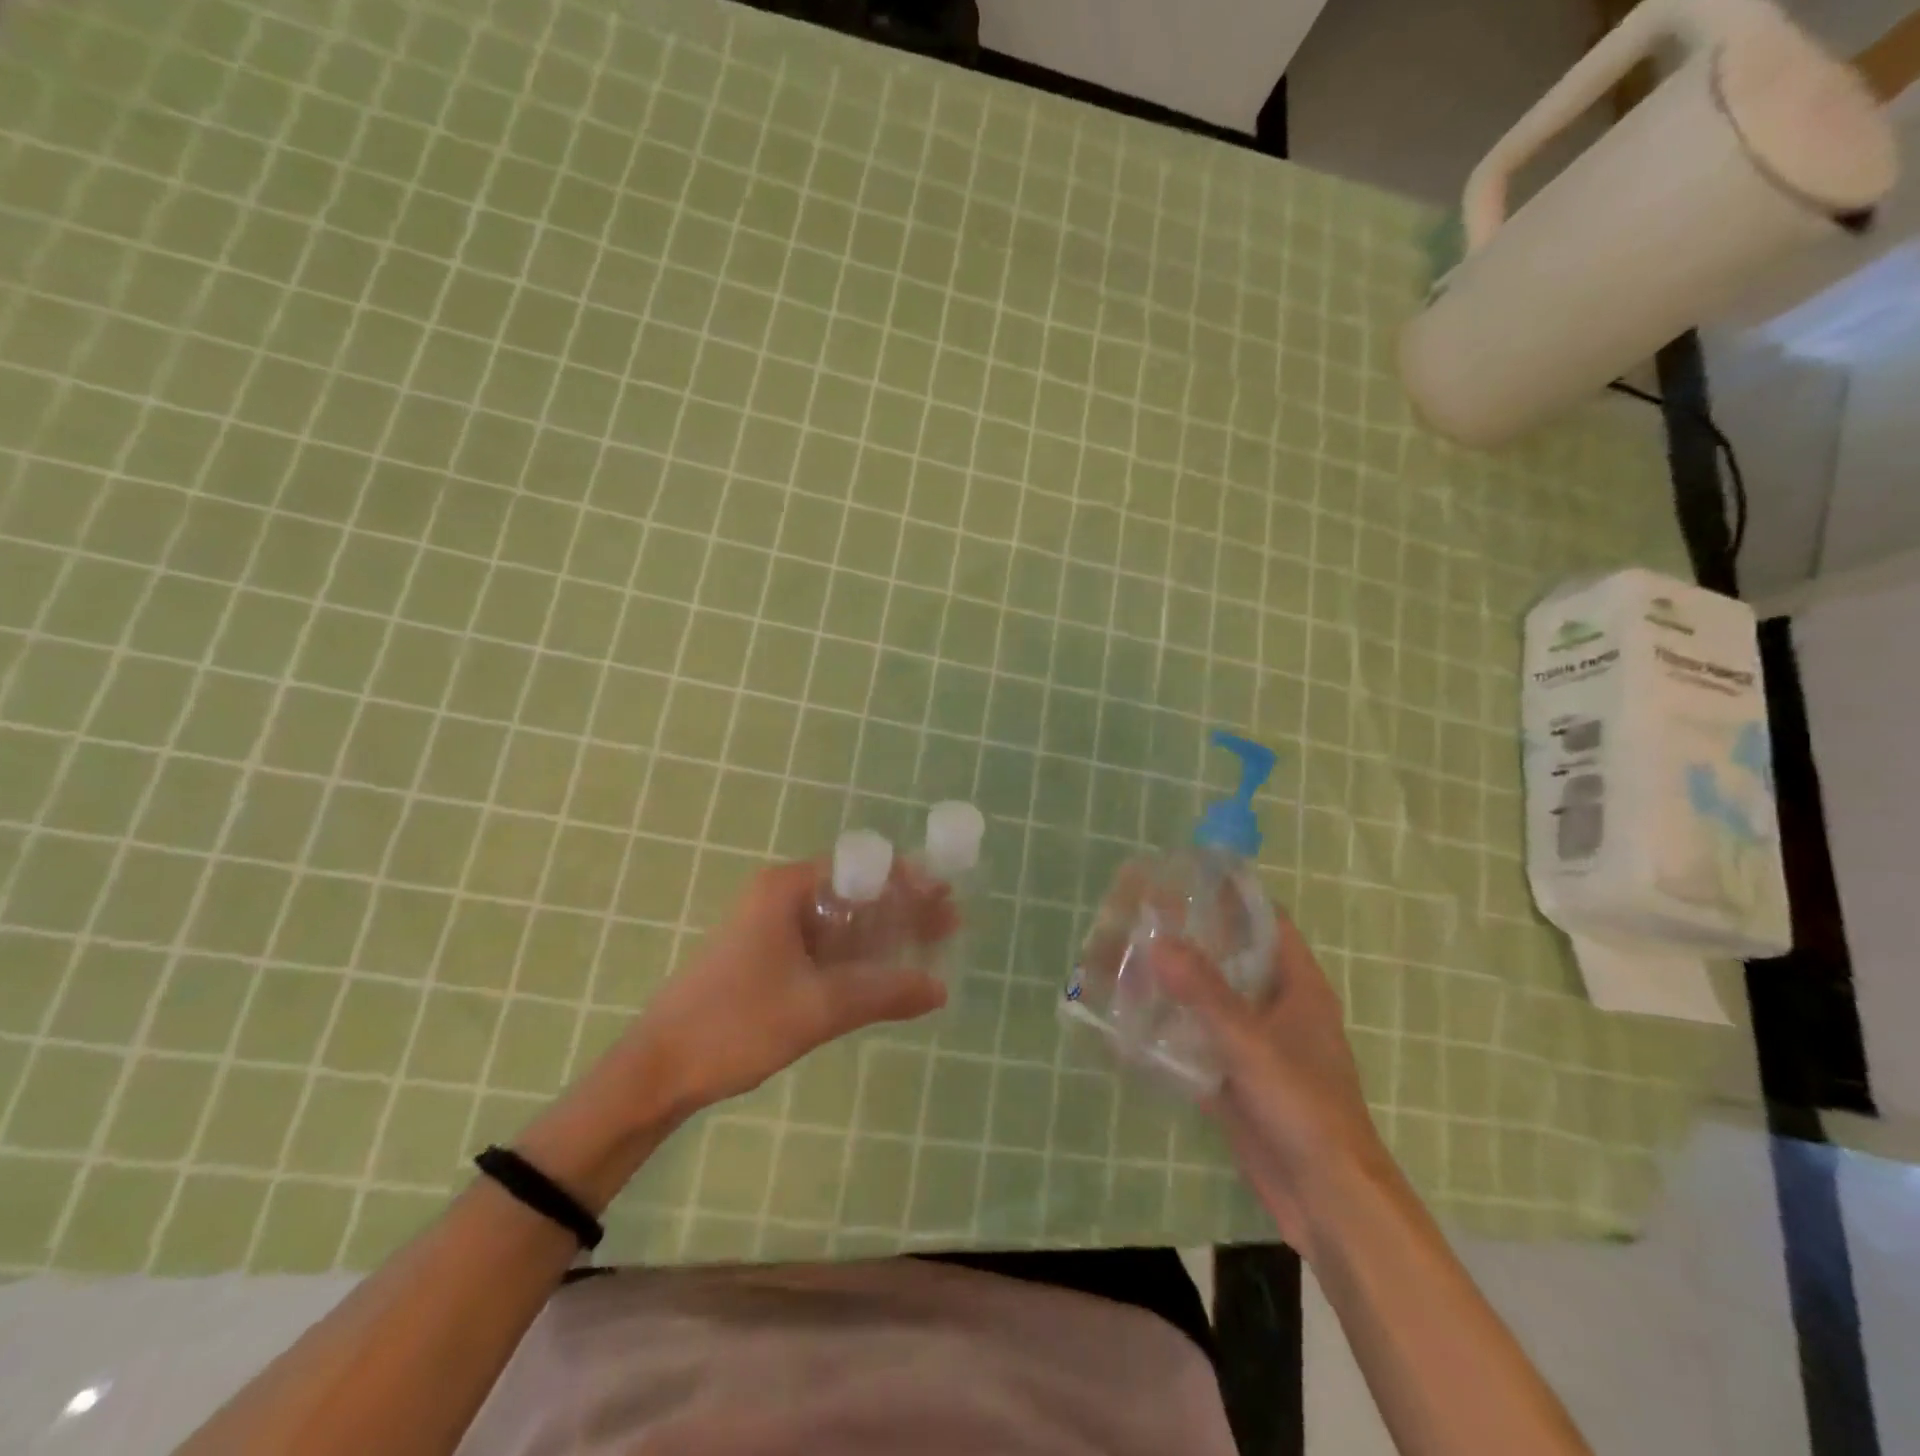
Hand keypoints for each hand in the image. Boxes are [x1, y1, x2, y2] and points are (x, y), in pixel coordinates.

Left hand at [620, 859, 950, 1113]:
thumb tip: (940, 989)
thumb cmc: (736, 1025)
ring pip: (842, 920)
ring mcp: (772, 928)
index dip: (907, 880)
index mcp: (787, 889)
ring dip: (884, 932)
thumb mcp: (818, 1008)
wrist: (658, 1070)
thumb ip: (883, 993)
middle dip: (903, 906)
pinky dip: (858, 954)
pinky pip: (825, 944)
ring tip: (931, 943)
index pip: (861, 868)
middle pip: (855, 891)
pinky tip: (888, 970)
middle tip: (950, 921)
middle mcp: (781, 897)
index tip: (945, 896)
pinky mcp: (768, 957)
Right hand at [1153, 913, 1386, 1249]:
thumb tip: (1158, 940)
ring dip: (1176, 982)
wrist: (1325, 1198)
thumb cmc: (1303, 1106)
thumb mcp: (1251, 1043)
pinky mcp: (1235, 1076)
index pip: (1265, 921)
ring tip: (1128, 957)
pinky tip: (1132, 1015)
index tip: (1185, 878)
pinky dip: (1171, 1025)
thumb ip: (1204, 992)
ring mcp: (1255, 1043)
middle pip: (1232, 958)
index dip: (1230, 896)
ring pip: (1211, 998)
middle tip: (1141, 917)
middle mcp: (1277, 1007)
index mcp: (1298, 986)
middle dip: (1191, 938)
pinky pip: (1198, 1039)